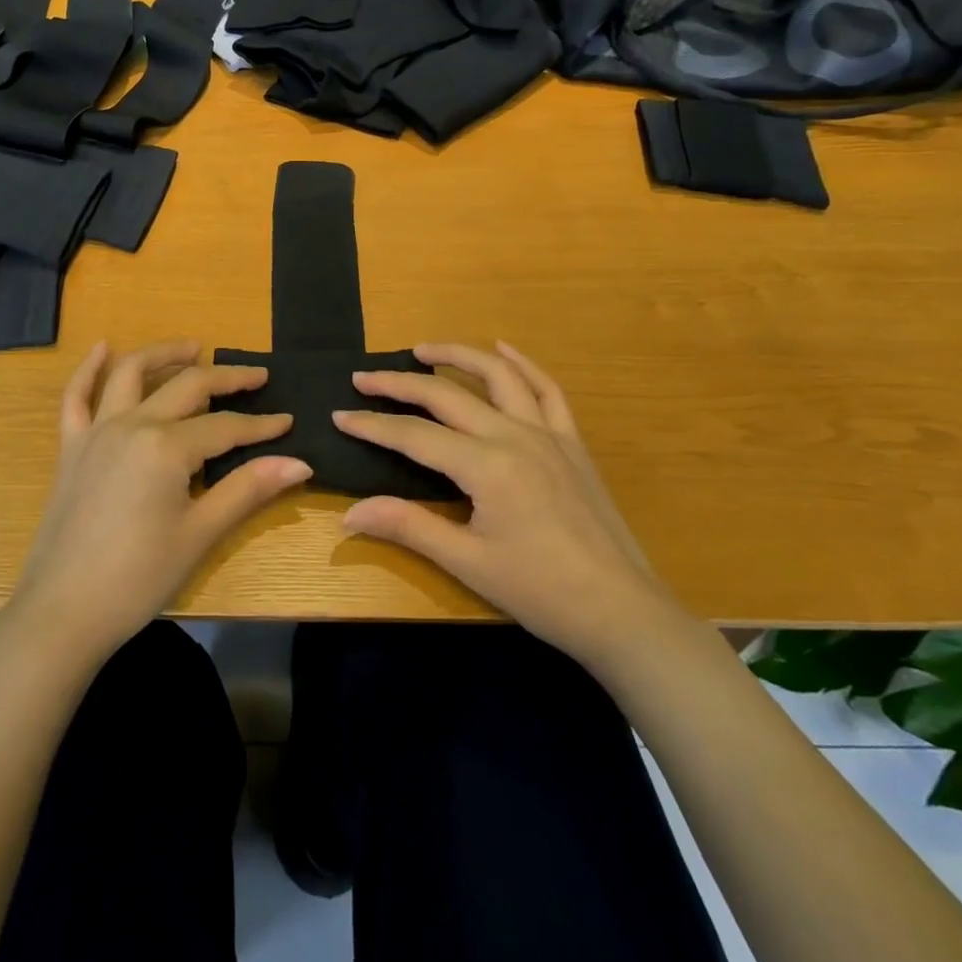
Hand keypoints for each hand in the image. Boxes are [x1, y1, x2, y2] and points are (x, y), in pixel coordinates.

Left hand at [9, 340, 310, 663]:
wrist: (62, 612)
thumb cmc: (138, 578)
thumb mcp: (199, 534)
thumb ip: (247, 489)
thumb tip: (300, 462)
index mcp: (166, 446)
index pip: (225, 426)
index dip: (261, 425)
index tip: (289, 421)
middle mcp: (131, 424)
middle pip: (186, 387)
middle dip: (225, 378)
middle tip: (255, 375)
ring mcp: (96, 432)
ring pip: (130, 374)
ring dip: (163, 354)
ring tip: (192, 347)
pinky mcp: (71, 447)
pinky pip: (75, 398)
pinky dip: (88, 369)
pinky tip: (102, 348)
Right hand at [335, 341, 676, 669]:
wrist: (622, 612)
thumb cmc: (541, 591)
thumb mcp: (468, 562)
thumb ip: (408, 527)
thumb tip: (349, 514)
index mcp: (486, 466)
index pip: (415, 435)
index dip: (373, 426)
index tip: (339, 416)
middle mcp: (515, 436)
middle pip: (447, 395)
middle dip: (400, 383)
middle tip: (364, 377)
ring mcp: (548, 434)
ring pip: (498, 377)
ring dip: (458, 356)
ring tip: (423, 350)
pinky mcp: (572, 443)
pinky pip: (547, 391)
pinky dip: (523, 365)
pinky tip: (504, 348)